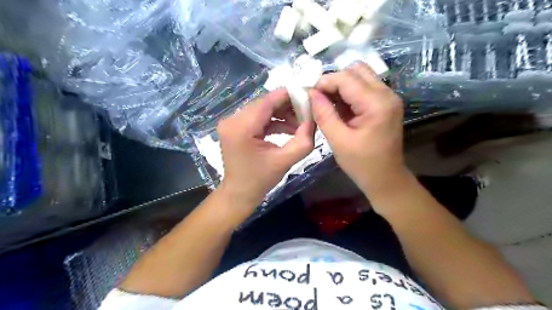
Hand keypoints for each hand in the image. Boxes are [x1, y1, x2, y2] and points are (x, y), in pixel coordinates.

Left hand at [219, 89, 316, 208]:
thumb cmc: (260, 180)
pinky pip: (258, 118)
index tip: (308, 96)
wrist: (239, 193)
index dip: (289, 95)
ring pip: (262, 109)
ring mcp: (231, 122)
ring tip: (300, 123)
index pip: (267, 101)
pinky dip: (273, 121)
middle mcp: (232, 120)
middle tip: (307, 112)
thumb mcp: (285, 161)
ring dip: (282, 114)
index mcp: (241, 127)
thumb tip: (313, 119)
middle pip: (264, 103)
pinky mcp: (235, 127)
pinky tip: (288, 128)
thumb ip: (303, 140)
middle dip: (287, 106)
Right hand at [313, 63, 405, 196]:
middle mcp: (387, 94)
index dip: (324, 82)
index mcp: (377, 104)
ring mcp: (388, 98)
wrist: (385, 179)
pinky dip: (348, 94)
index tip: (309, 95)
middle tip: (320, 99)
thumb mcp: (338, 141)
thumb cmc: (362, 164)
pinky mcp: (385, 104)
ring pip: (360, 76)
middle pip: (356, 70)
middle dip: (334, 81)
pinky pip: (364, 88)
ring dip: (341, 86)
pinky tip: (339, 109)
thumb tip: (311, 93)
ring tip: (328, 105)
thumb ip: (324, 114)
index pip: (346, 78)